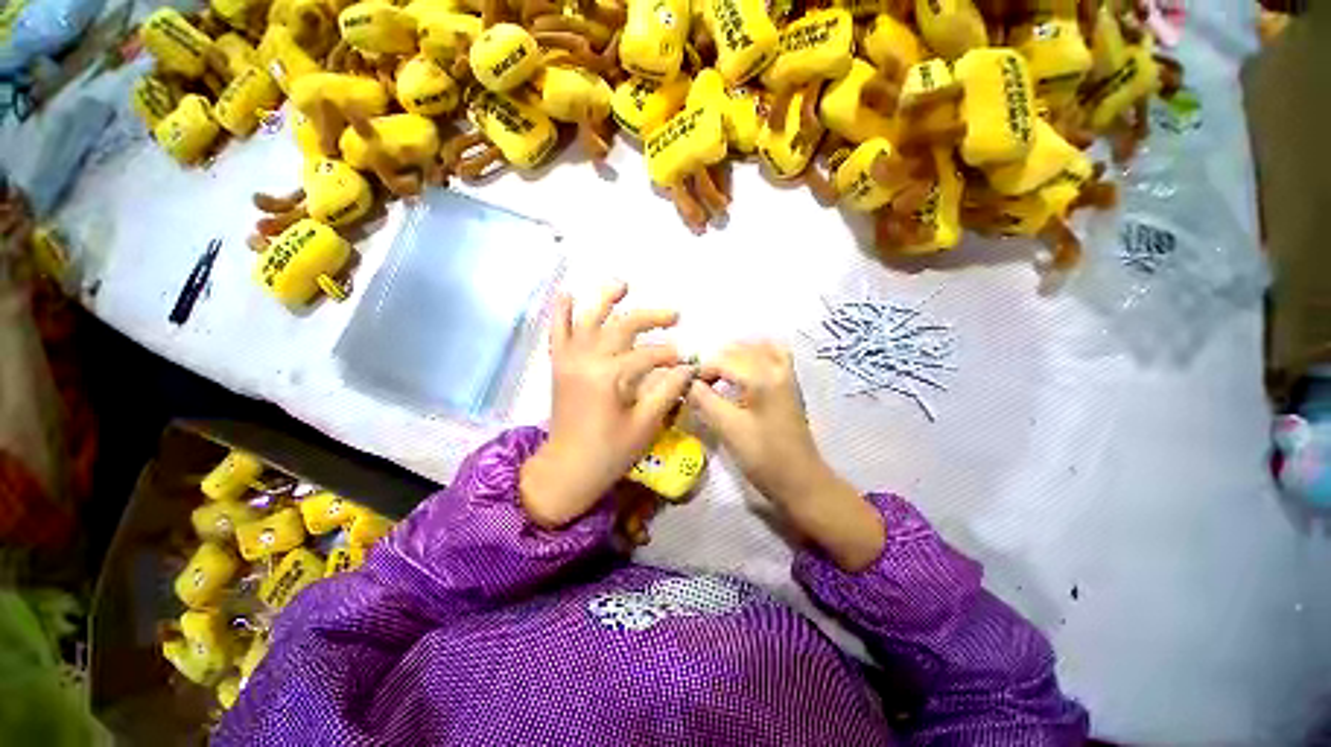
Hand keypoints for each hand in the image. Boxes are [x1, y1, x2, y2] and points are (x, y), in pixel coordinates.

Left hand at [520, 283, 694, 527]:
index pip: (648, 355)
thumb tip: (688, 367)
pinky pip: (557, 332)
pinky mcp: (559, 365)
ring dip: (604, 298)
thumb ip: (667, 391)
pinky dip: (560, 312)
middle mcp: (586, 359)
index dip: (670, 355)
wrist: (567, 469)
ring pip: (587, 319)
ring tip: (622, 283)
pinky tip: (567, 293)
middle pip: (622, 326)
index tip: (686, 360)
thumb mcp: (645, 425)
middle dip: (650, 317)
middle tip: (674, 314)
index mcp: (609, 377)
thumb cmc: (610, 452)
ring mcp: (569, 360)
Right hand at [687, 342, 884, 570]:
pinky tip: (744, 369)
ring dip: (735, 355)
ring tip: (719, 374)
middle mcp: (777, 367)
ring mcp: (787, 374)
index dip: (702, 370)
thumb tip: (686, 382)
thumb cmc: (763, 456)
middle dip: (716, 361)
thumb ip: (704, 400)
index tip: (689, 388)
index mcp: (763, 377)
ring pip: (757, 347)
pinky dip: (756, 354)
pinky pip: (773, 354)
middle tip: (701, 383)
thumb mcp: (727, 428)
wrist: (800, 479)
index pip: (723, 359)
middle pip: (739, 349)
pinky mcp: (790, 383)